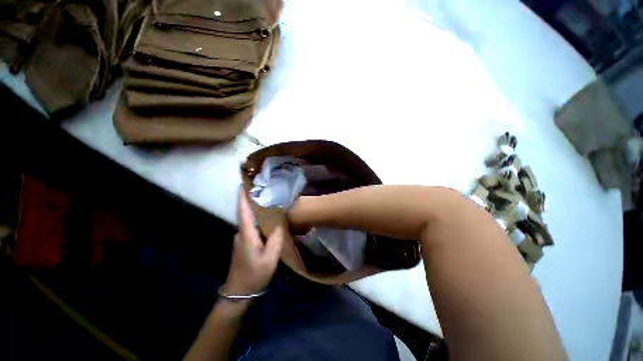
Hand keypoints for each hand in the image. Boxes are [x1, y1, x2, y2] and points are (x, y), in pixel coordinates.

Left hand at [223, 189, 285, 295]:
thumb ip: (276, 239)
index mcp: (246, 234)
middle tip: (266, 191)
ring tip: (271, 204)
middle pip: (247, 214)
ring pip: (250, 221)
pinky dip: (259, 221)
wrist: (238, 292)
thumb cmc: (254, 274)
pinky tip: (269, 222)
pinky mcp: (243, 244)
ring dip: (258, 212)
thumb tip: (279, 224)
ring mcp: (241, 239)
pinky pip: (252, 228)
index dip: (242, 197)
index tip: (244, 184)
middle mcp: (241, 233)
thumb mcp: (270, 258)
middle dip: (254, 201)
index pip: (243, 211)